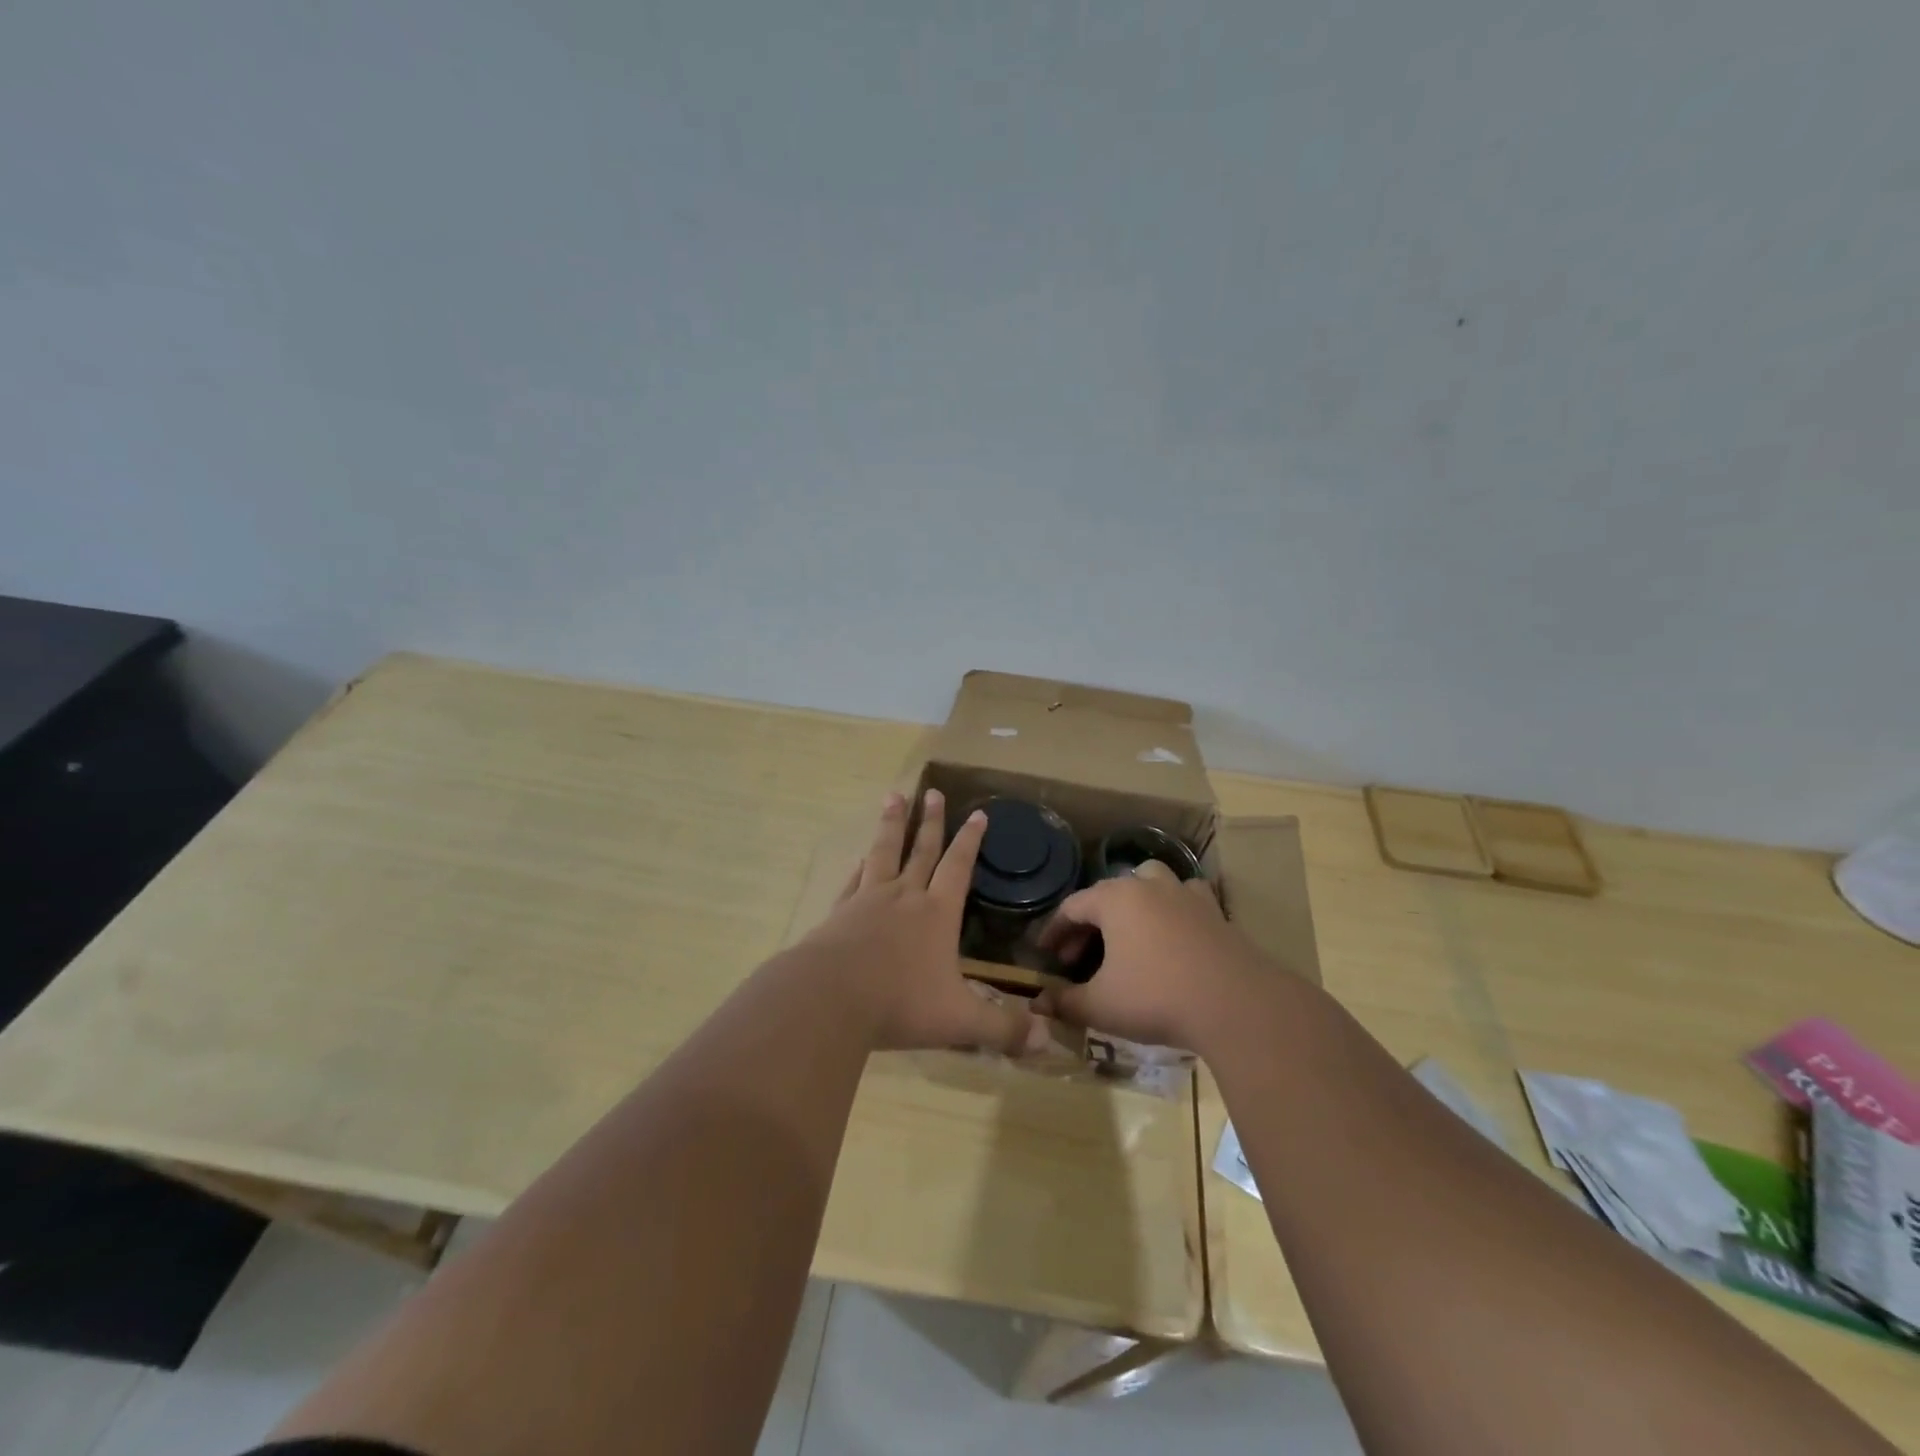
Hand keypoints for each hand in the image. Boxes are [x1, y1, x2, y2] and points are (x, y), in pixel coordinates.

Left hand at [801, 789, 1049, 1056]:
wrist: (829, 999)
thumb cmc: (900, 1004)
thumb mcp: (960, 1021)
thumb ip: (1002, 1029)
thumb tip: (1046, 1041)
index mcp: (937, 914)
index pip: (959, 868)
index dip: (970, 841)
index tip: (978, 813)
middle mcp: (904, 898)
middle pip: (921, 851)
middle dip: (931, 822)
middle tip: (931, 791)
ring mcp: (867, 901)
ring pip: (883, 853)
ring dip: (891, 825)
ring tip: (893, 797)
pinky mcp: (838, 914)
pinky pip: (853, 881)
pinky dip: (859, 866)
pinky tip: (859, 858)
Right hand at [1034, 862, 1265, 1049]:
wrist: (1235, 1004)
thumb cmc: (1156, 998)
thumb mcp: (1101, 1006)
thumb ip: (1065, 1002)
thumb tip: (1039, 1004)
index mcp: (1114, 900)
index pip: (1071, 907)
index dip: (1054, 931)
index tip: (1045, 955)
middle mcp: (1147, 886)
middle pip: (1107, 894)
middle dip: (1089, 923)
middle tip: (1079, 957)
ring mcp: (1185, 895)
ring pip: (1151, 880)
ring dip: (1134, 900)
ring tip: (1129, 931)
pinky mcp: (1215, 912)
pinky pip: (1187, 897)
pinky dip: (1174, 908)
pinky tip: (1174, 932)